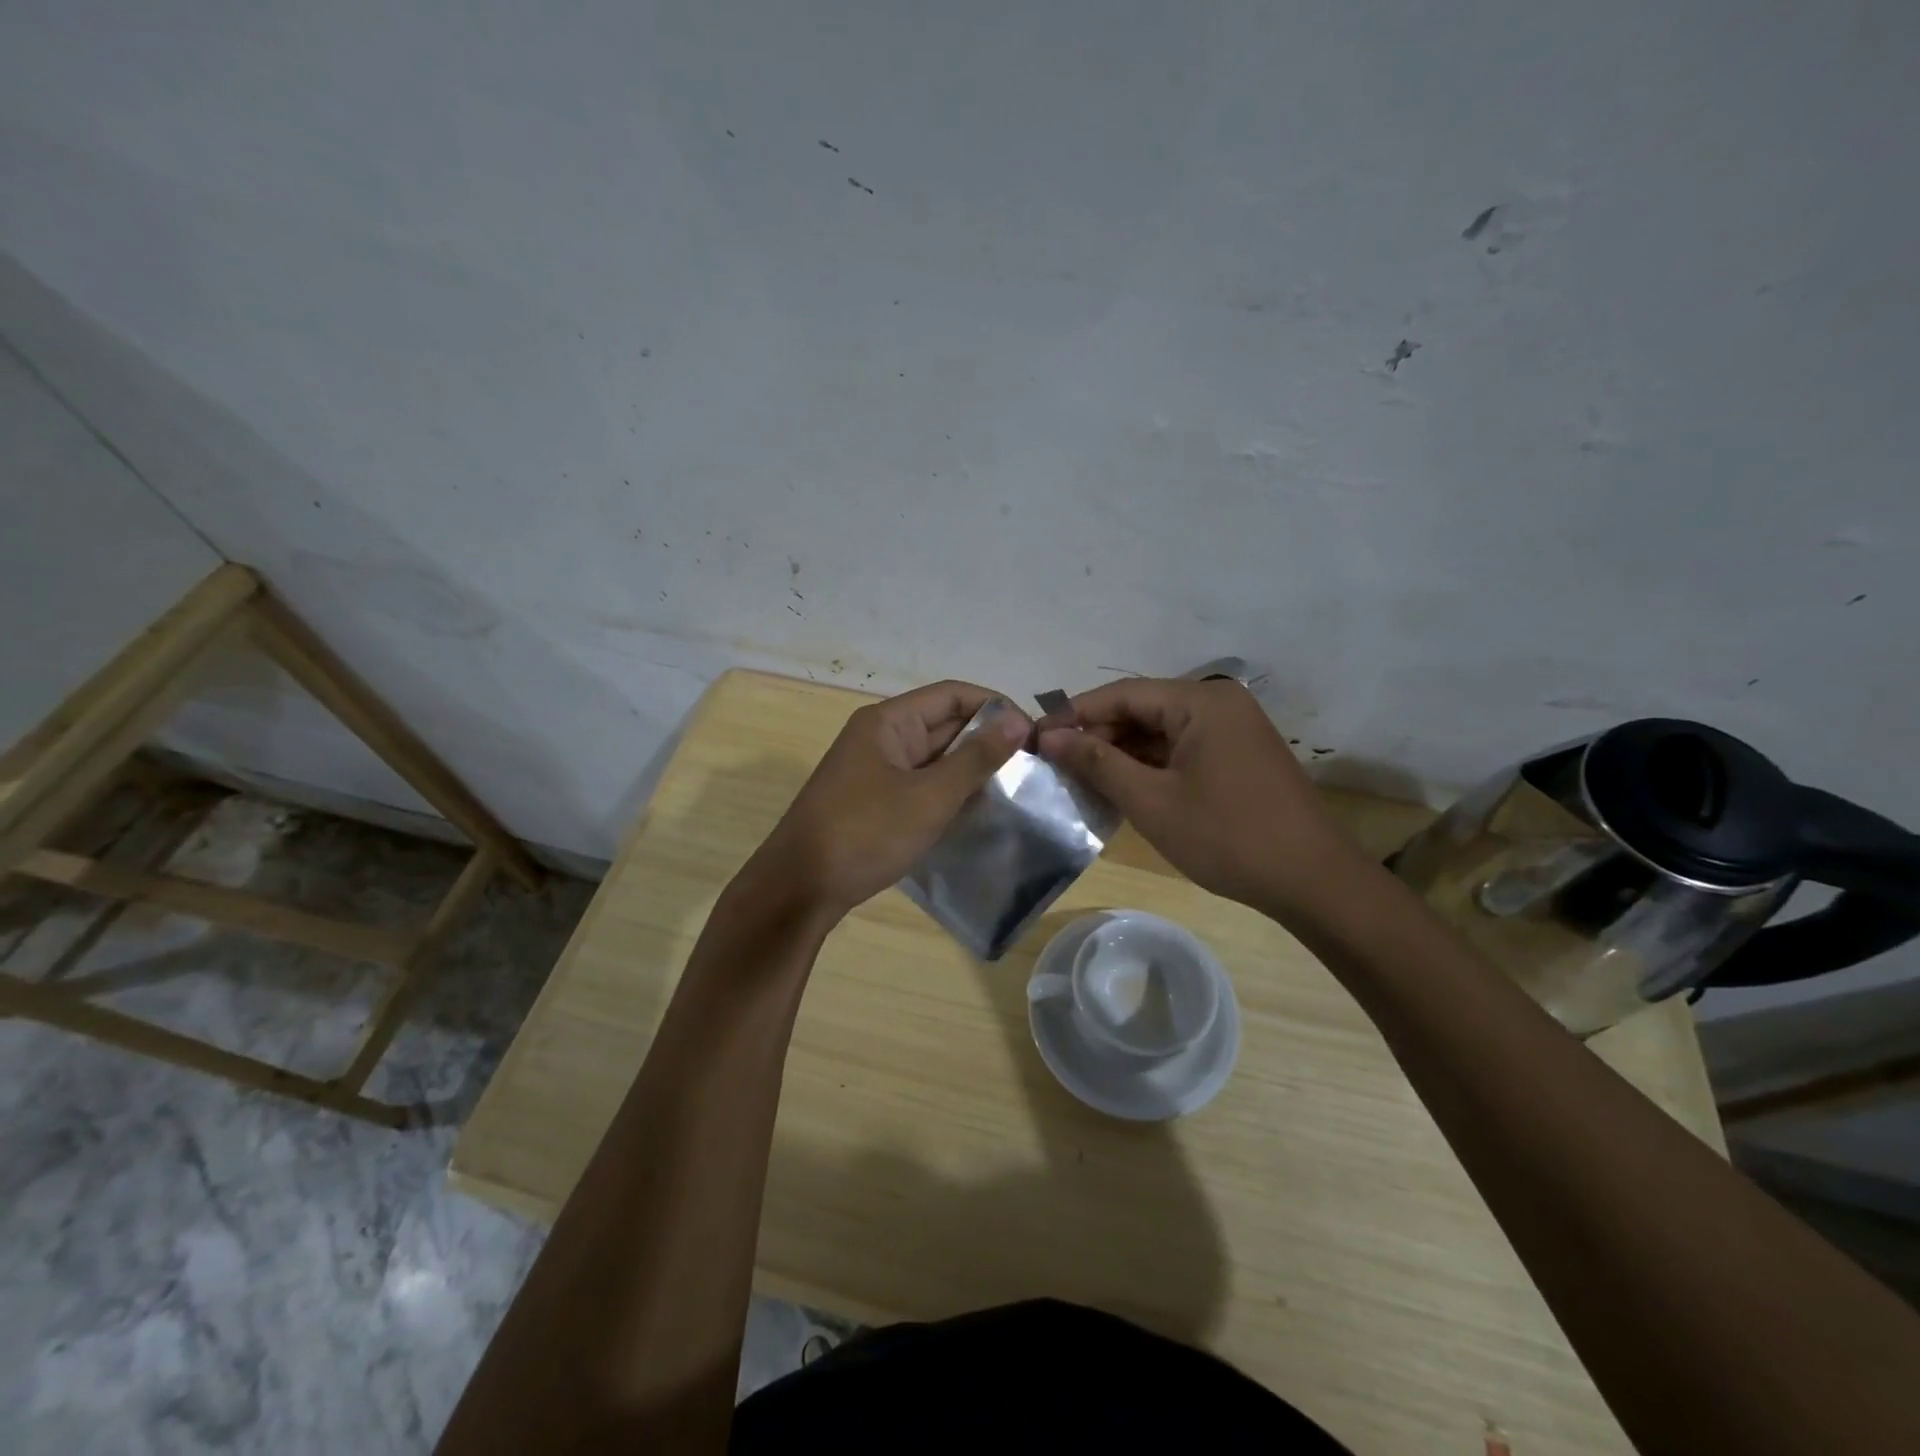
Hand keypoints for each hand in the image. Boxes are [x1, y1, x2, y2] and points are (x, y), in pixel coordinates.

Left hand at [755, 680, 1030, 915]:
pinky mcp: (876, 801)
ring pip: (935, 758)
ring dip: (971, 770)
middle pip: (944, 724)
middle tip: (1032, 767)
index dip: (995, 707)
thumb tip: (1017, 721)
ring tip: (1015, 790)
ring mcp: (876, 771)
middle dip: (987, 741)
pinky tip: (979, 812)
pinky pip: (922, 785)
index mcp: (889, 722)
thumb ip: (976, 758)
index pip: (953, 695)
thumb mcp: (929, 796)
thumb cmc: (865, 833)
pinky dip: (950, 793)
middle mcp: (882, 737)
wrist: (800, 889)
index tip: (1033, 735)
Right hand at [1037, 677, 1355, 911]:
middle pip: (1141, 710)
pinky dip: (1148, 766)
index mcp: (1200, 702)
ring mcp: (1231, 731)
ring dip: (1120, 753)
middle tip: (1054, 765)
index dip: (1074, 715)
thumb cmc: (1228, 836)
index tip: (1035, 739)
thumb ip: (1097, 763)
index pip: (1121, 694)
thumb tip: (1050, 738)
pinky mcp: (1236, 756)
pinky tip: (1119, 787)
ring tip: (1078, 779)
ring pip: (1159, 732)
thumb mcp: (1152, 801)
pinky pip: (1179, 750)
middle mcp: (1217, 704)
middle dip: (1096, 736)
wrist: (1313, 882)